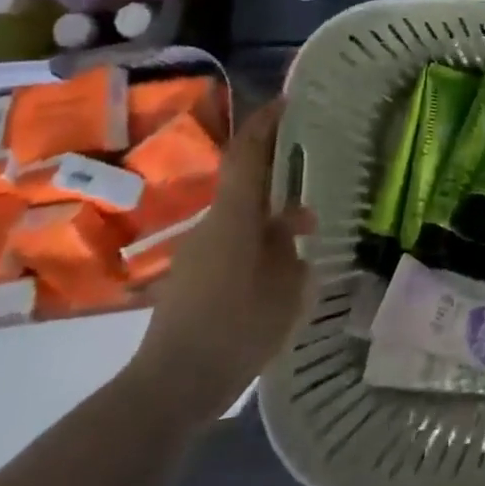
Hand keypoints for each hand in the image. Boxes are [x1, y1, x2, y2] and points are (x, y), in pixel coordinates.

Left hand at [127, 97, 315, 422]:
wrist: (172, 385)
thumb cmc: (237, 327)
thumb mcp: (286, 288)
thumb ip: (292, 252)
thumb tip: (291, 231)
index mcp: (235, 216)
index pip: (247, 154)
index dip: (265, 123)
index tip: (286, 101)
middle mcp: (212, 224)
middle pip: (246, 186)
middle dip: (279, 179)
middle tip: (312, 178)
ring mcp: (197, 252)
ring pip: (241, 219)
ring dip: (271, 219)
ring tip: (305, 238)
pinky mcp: (191, 278)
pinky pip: (231, 245)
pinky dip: (257, 245)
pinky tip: (278, 274)